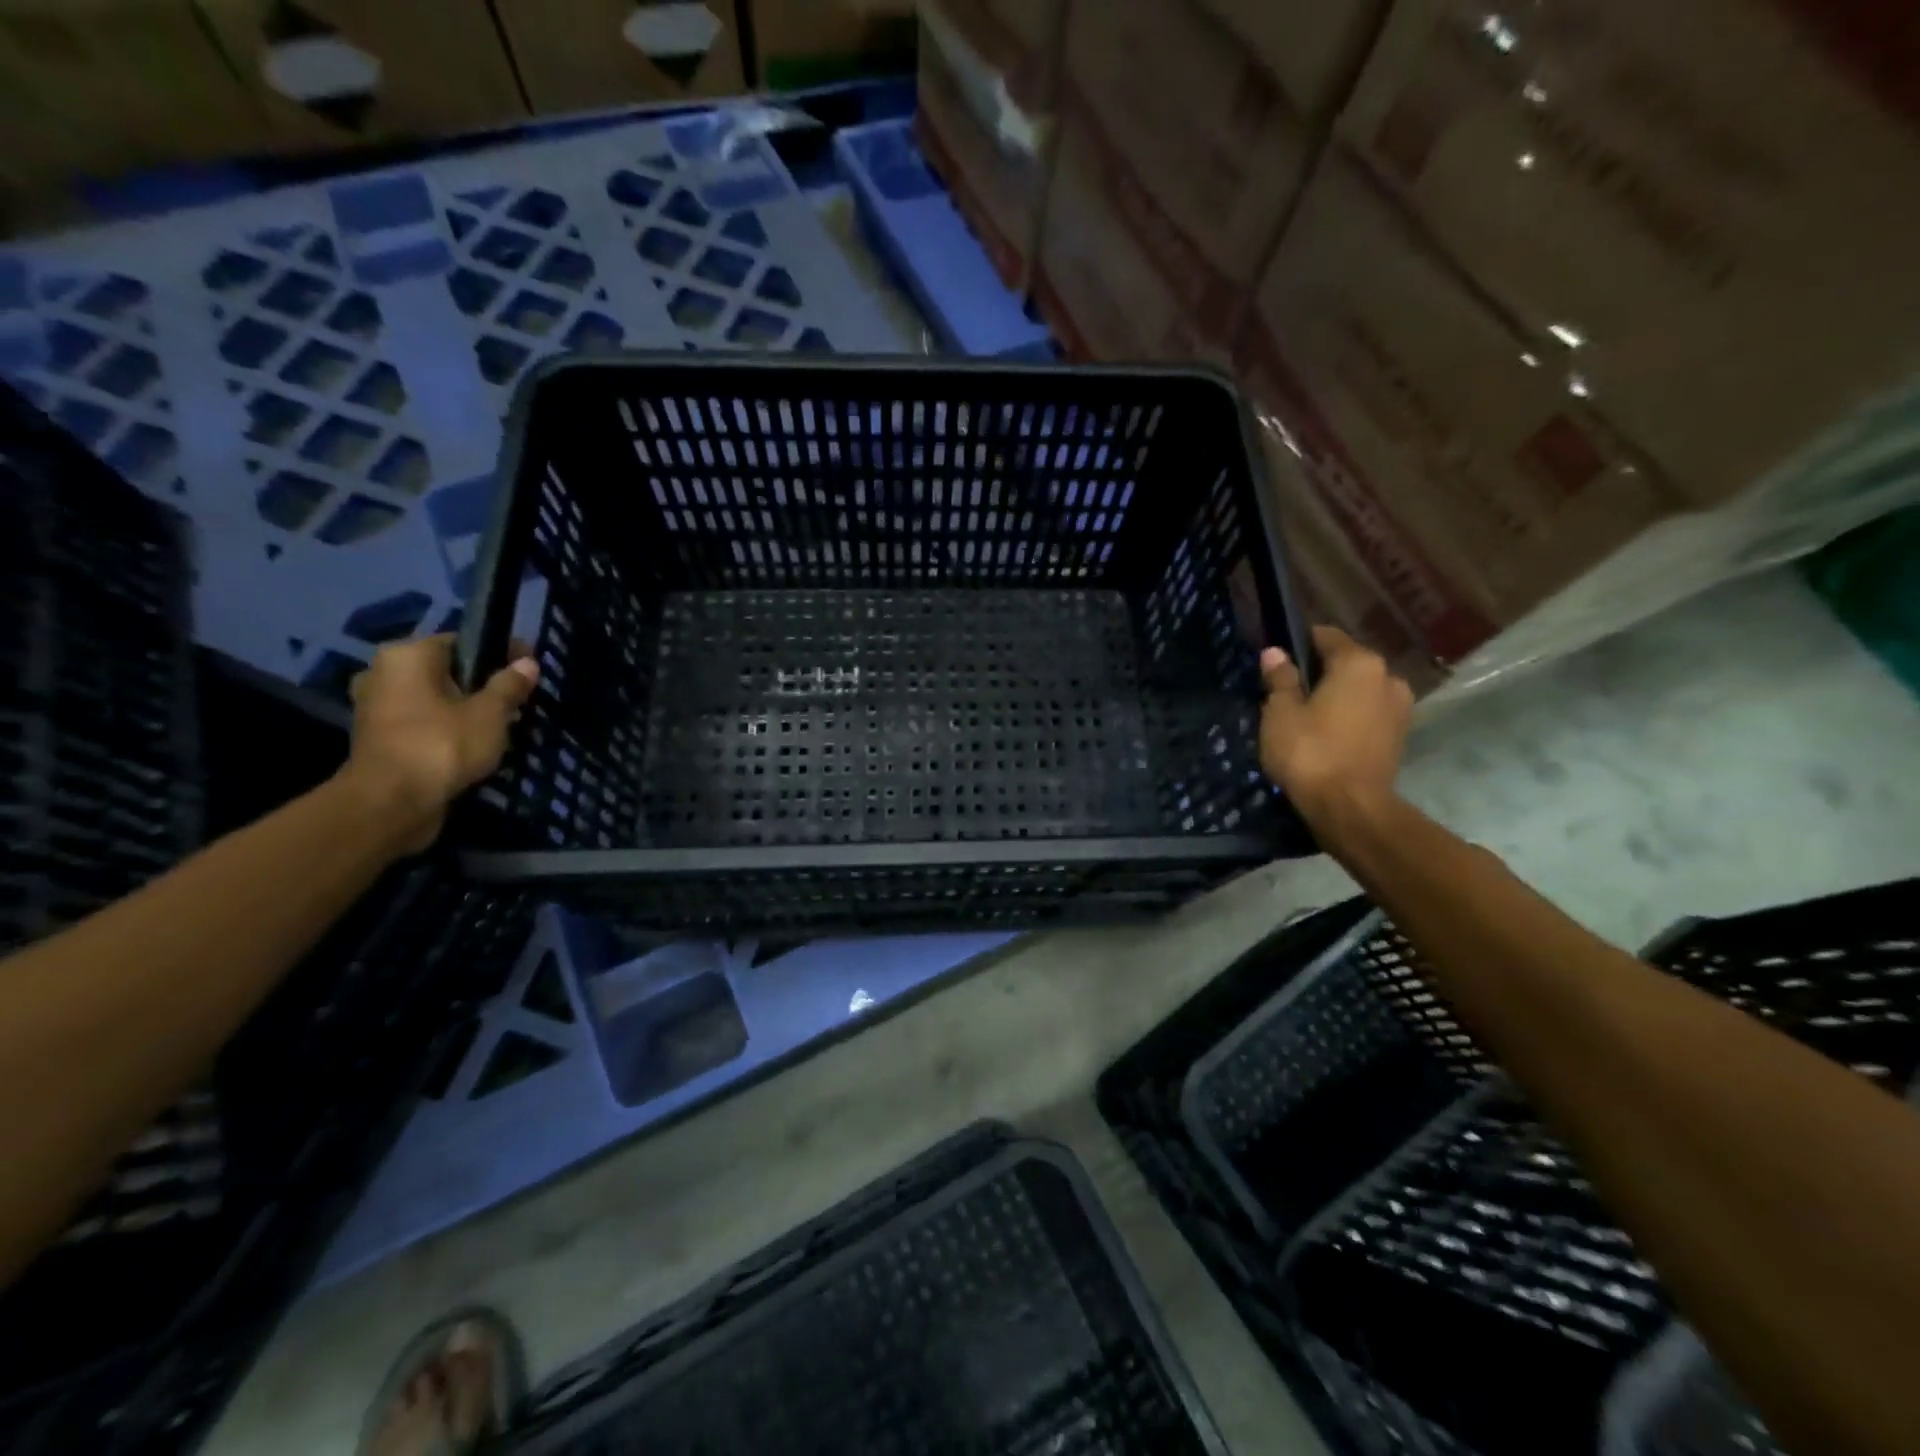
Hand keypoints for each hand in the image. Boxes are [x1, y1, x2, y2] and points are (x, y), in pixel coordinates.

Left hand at [340, 635, 539, 853]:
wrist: (391, 804)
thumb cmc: (442, 746)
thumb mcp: (490, 714)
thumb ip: (509, 686)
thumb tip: (528, 663)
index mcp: (407, 655)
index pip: (462, 641)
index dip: (501, 652)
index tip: (530, 669)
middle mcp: (384, 673)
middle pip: (448, 671)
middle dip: (483, 684)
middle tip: (520, 701)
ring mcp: (378, 707)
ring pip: (436, 698)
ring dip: (467, 709)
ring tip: (504, 725)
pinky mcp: (381, 738)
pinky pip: (425, 722)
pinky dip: (449, 729)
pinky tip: (477, 744)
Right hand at [1259, 626, 1412, 830]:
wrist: (1350, 808)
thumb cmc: (1310, 752)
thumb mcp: (1280, 713)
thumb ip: (1280, 679)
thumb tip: (1275, 653)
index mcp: (1359, 663)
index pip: (1325, 636)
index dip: (1297, 644)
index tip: (1275, 661)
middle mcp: (1388, 676)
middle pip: (1345, 663)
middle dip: (1317, 673)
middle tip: (1285, 693)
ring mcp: (1400, 707)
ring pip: (1358, 690)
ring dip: (1335, 697)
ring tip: (1305, 718)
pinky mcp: (1399, 736)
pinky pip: (1367, 714)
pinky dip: (1348, 718)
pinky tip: (1325, 736)